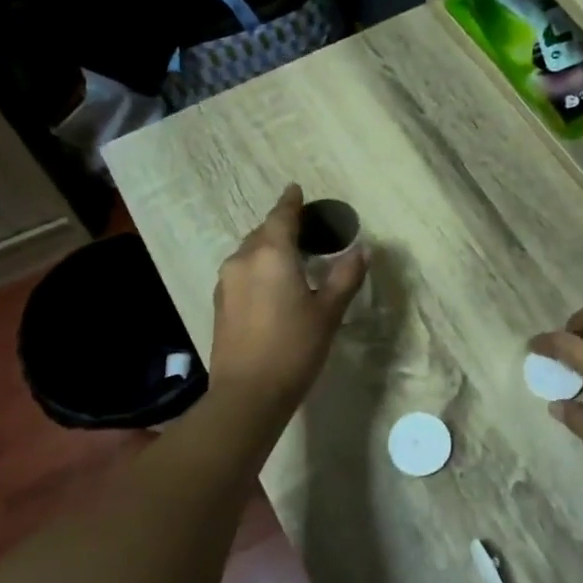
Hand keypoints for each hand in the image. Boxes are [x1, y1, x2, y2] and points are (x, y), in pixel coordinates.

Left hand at [210, 184, 365, 409]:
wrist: (248, 393)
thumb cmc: (294, 348)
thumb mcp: (328, 312)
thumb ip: (345, 277)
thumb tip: (362, 251)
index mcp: (272, 254)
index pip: (281, 216)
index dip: (290, 202)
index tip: (296, 189)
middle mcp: (243, 259)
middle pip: (263, 232)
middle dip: (281, 226)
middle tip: (303, 229)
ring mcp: (227, 281)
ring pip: (249, 252)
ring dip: (268, 248)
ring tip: (289, 257)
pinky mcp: (220, 303)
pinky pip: (241, 271)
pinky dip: (257, 267)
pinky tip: (271, 284)